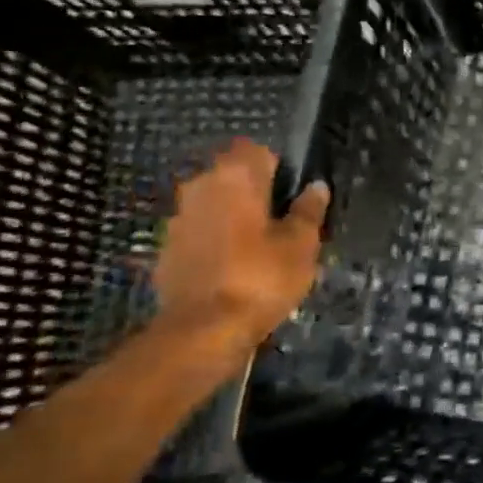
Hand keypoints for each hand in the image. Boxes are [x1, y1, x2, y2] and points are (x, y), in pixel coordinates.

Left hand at [152, 138, 330, 357]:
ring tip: (259, 249)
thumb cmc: (261, 278)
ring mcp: (178, 219)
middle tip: (281, 223)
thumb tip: (316, 187)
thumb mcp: (300, 244)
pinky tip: (234, 269)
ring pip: (214, 205)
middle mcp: (200, 187)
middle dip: (254, 193)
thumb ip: (308, 211)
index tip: (293, 195)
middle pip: (232, 177)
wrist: (202, 332)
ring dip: (233, 218)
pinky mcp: (166, 250)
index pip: (256, 150)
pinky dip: (215, 243)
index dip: (278, 168)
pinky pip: (199, 234)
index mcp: (234, 176)